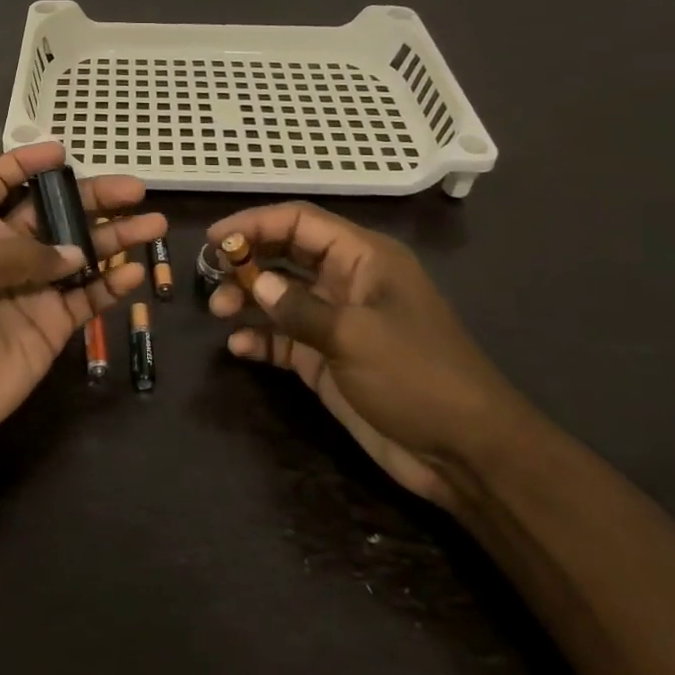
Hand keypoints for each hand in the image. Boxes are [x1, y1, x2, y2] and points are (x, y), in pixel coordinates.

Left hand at [0, 141, 162, 466]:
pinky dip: (112, 285)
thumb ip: (21, 255)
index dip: (26, 163)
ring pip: (79, 253)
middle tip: (135, 190)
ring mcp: (30, 289)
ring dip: (114, 238)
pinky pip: (87, 298)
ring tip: (153, 224)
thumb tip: (76, 254)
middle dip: (91, 198)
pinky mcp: (49, 326)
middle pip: (52, 213)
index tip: (63, 152)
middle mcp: (2, 252)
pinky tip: (136, 273)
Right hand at [207, 202, 526, 509]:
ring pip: (280, 296)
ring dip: (248, 299)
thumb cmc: (416, 376)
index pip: (301, 222)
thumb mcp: (355, 336)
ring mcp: (337, 321)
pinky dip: (261, 339)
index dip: (257, 223)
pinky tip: (239, 349)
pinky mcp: (328, 359)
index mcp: (364, 258)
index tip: (216, 238)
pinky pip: (285, 338)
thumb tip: (255, 283)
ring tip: (219, 312)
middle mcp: (347, 281)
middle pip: (286, 255)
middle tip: (210, 275)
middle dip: (248, 260)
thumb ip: (299, 307)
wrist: (464, 452)